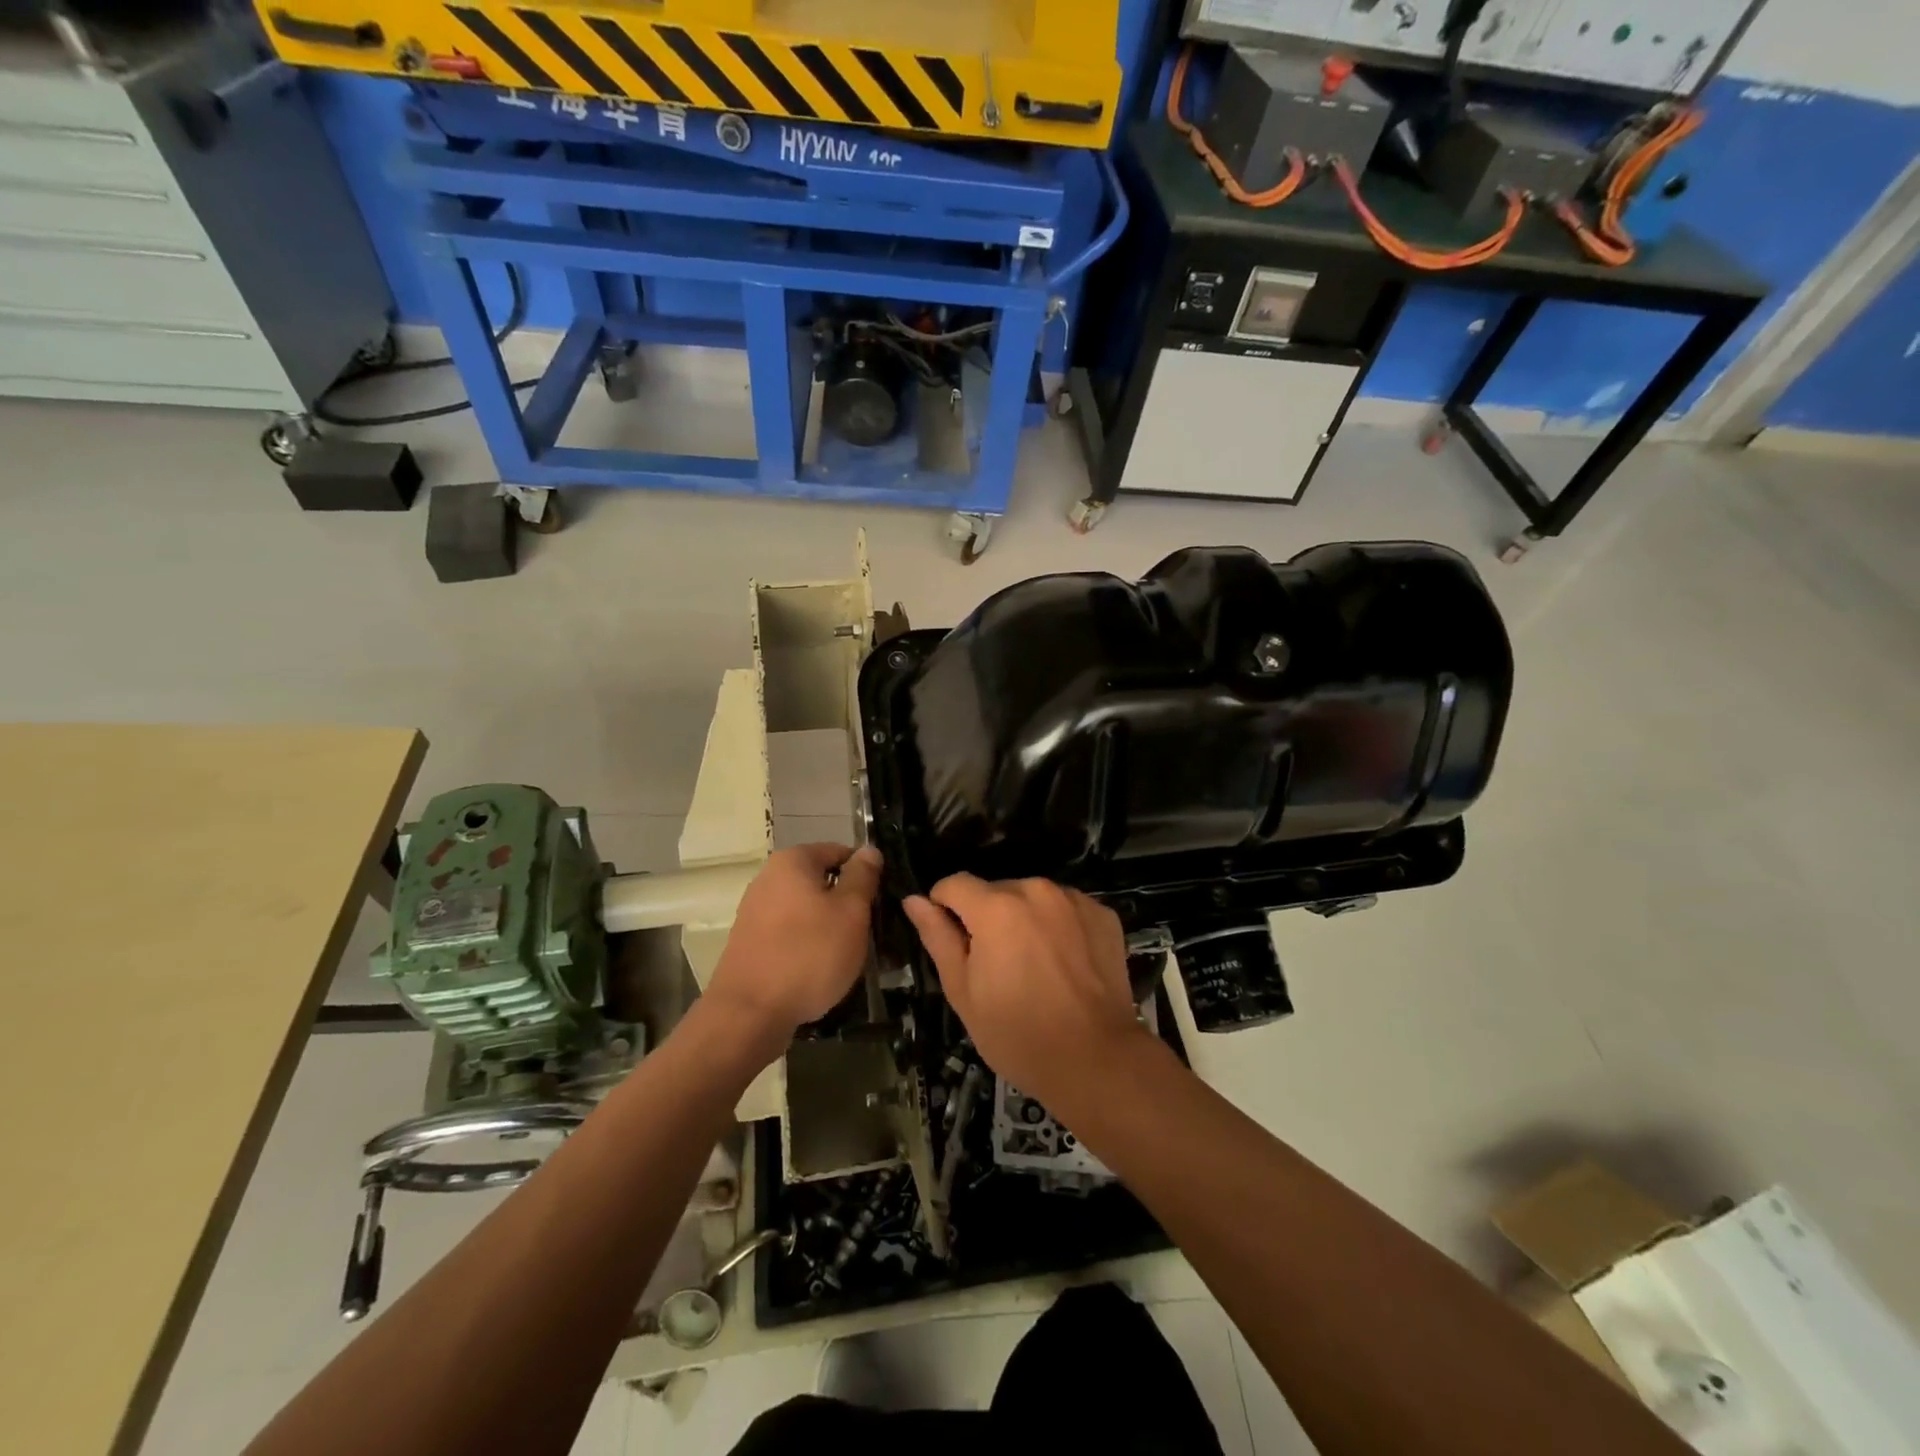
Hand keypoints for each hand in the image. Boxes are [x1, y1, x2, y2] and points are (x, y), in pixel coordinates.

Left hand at [706, 844, 881, 1042]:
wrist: (749, 1013)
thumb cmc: (809, 954)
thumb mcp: (851, 912)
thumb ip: (862, 877)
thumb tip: (869, 850)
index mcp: (793, 861)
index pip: (840, 852)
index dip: (865, 873)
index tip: (880, 901)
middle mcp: (768, 878)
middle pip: (821, 881)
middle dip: (847, 902)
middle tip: (869, 930)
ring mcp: (755, 911)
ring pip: (807, 909)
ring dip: (829, 926)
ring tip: (849, 954)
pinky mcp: (750, 941)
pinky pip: (790, 933)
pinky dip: (808, 944)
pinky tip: (820, 969)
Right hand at [903, 875, 1147, 1109]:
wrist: (1096, 1060)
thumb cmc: (1017, 1034)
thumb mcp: (963, 991)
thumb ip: (938, 937)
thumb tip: (914, 900)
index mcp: (996, 907)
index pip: (954, 884)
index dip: (944, 908)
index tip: (953, 942)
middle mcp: (1036, 890)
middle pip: (996, 890)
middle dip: (988, 917)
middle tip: (996, 965)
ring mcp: (1074, 900)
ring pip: (1032, 898)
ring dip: (1024, 919)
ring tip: (1033, 966)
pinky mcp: (1103, 914)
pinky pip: (1066, 909)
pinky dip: (1058, 926)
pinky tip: (1064, 964)